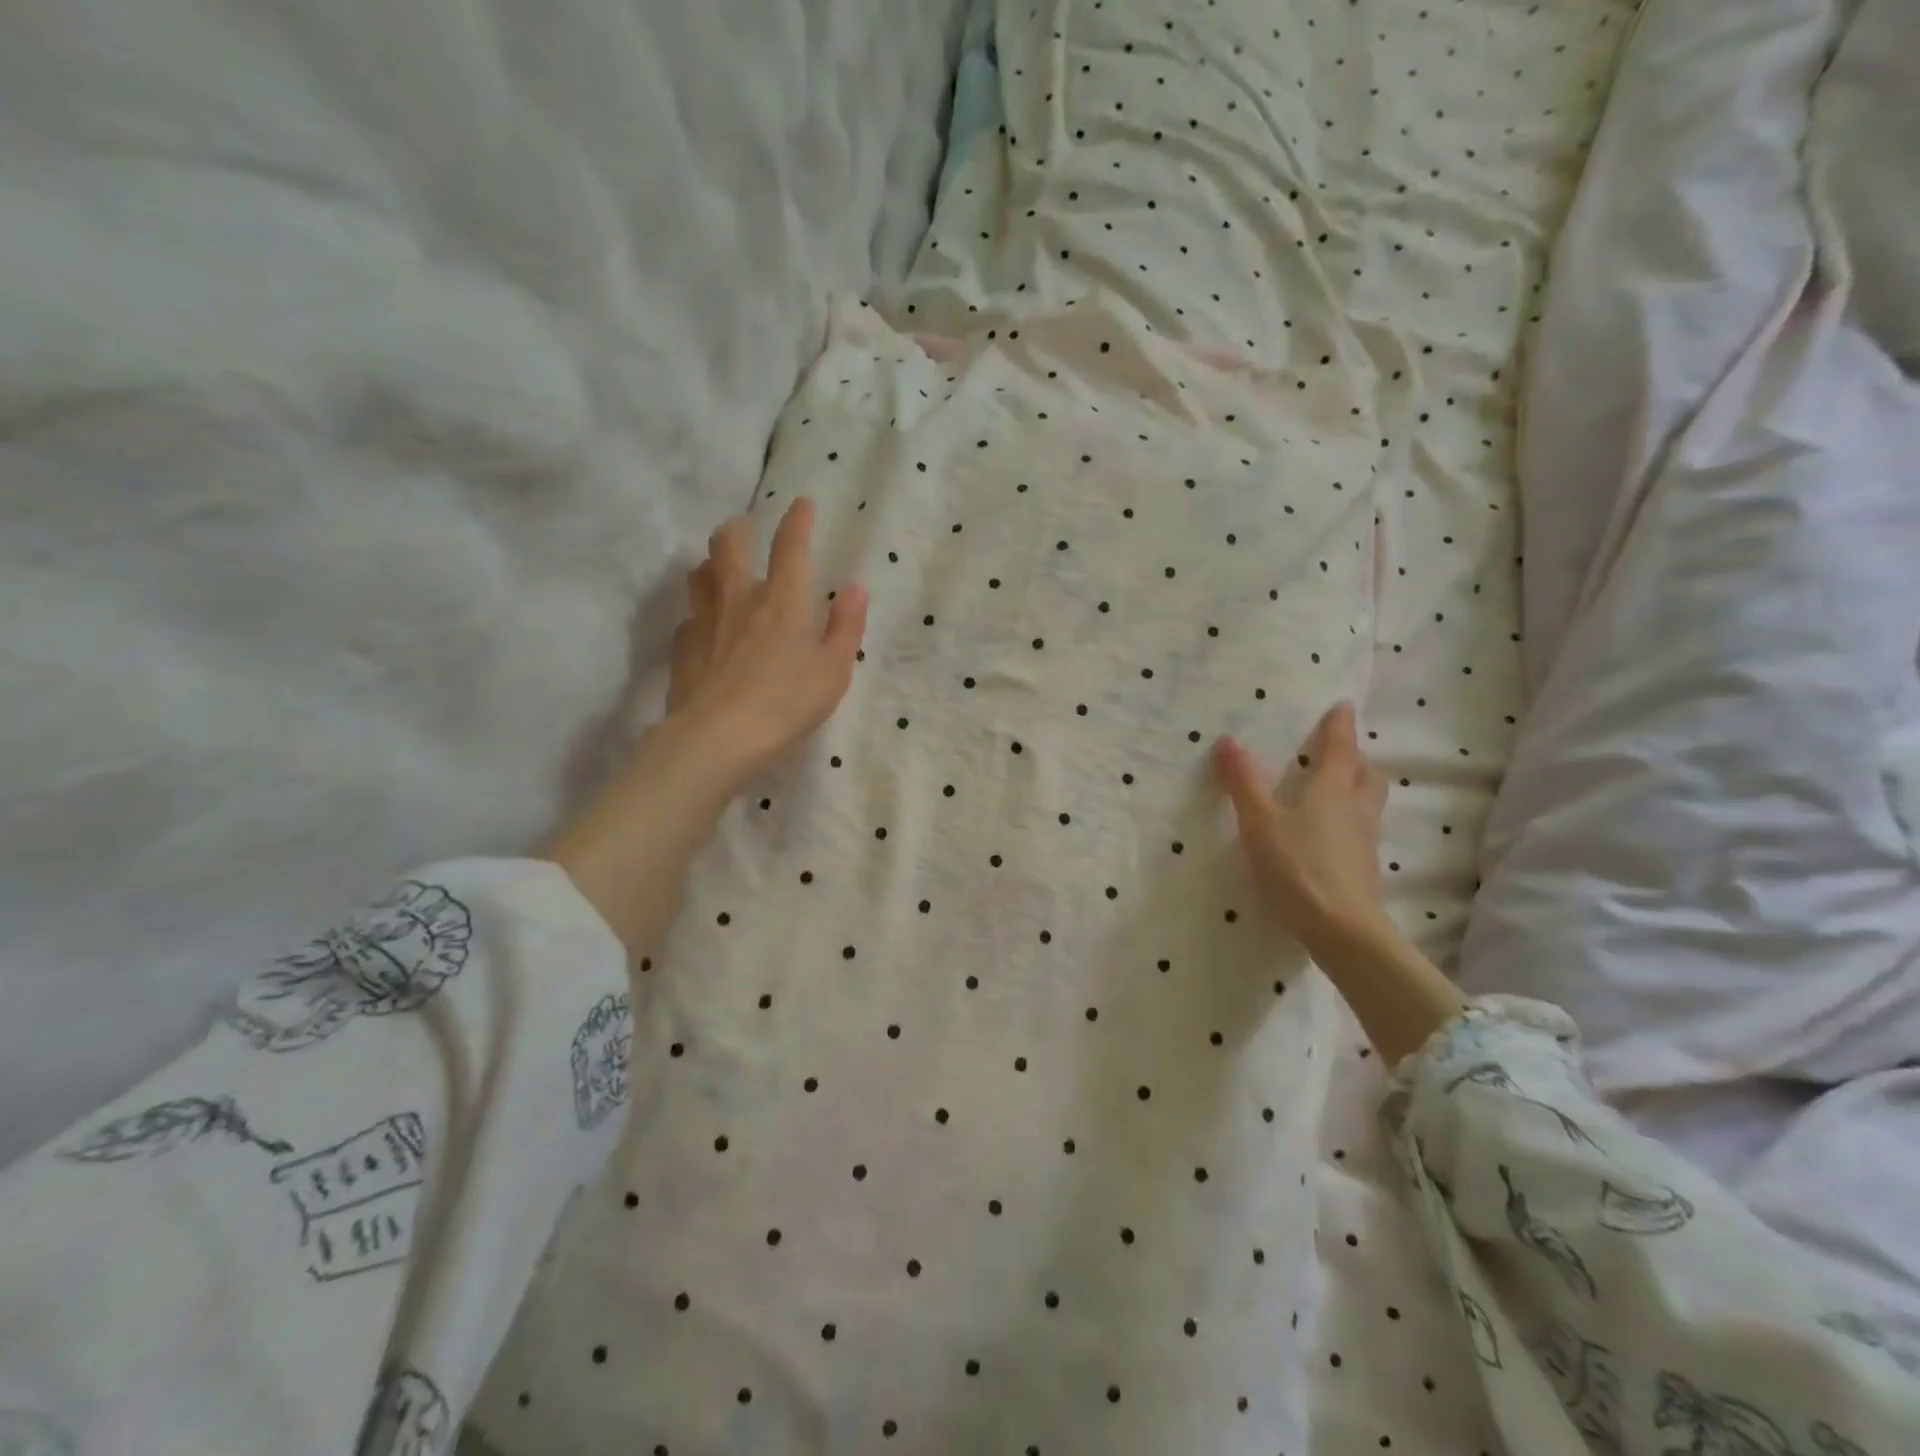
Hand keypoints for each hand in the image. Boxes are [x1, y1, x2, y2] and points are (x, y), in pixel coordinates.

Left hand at [665, 497, 867, 793]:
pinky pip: (689, 616)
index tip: (801, 503)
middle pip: (729, 543)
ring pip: (700, 573)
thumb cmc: (788, 702)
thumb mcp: (834, 670)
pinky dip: (700, 613)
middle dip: (739, 528)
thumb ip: (846, 626)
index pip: (791, 545)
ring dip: (712, 563)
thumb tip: (856, 588)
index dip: (797, 520)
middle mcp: (740, 597)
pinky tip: (706, 629)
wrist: (720, 736)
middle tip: (745, 528)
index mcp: (783, 599)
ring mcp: (705, 619)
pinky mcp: (683, 646)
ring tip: (721, 571)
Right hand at [1213, 702, 1390, 960]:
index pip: (1341, 748)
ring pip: (1368, 803)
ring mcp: (1365, 840)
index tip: (1343, 706)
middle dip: (1356, 759)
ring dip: (1357, 788)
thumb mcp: (1260, 821)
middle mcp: (1356, 808)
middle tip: (1340, 752)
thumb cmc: (1298, 866)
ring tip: (1336, 789)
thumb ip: (1243, 782)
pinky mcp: (1364, 868)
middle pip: (1367, 774)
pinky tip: (1330, 833)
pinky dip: (1350, 820)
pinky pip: (1361, 829)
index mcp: (1333, 789)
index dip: (1340, 726)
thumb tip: (1227, 740)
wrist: (1341, 929)